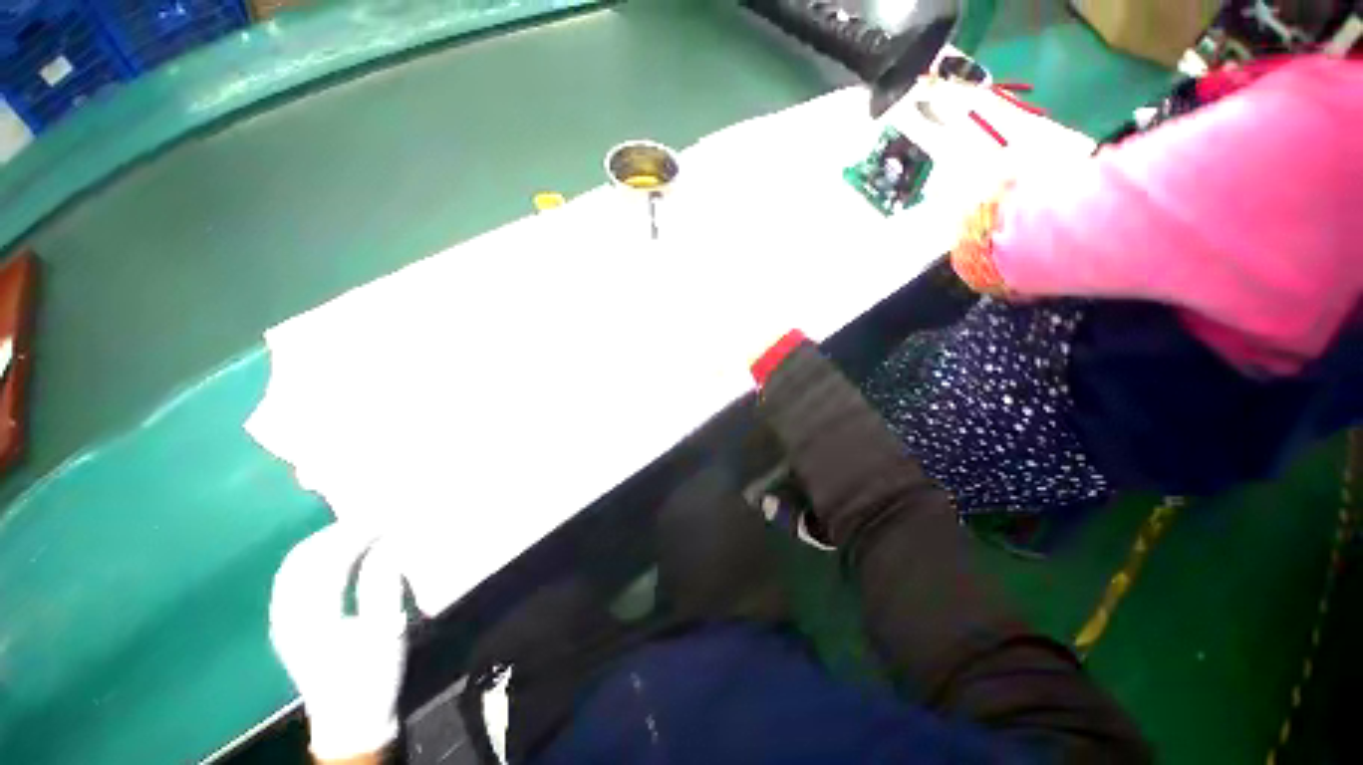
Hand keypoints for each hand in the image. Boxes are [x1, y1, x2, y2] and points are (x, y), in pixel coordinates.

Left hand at [270, 525, 407, 761]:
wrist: (349, 719)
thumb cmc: (372, 677)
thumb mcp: (386, 633)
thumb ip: (382, 586)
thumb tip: (386, 546)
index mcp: (314, 619)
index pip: (330, 561)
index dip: (357, 535)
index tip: (386, 521)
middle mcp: (288, 616)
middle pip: (303, 558)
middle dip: (337, 532)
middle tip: (371, 519)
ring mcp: (282, 620)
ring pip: (291, 566)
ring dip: (322, 541)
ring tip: (354, 529)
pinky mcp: (285, 625)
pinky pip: (290, 579)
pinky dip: (310, 558)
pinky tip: (330, 555)